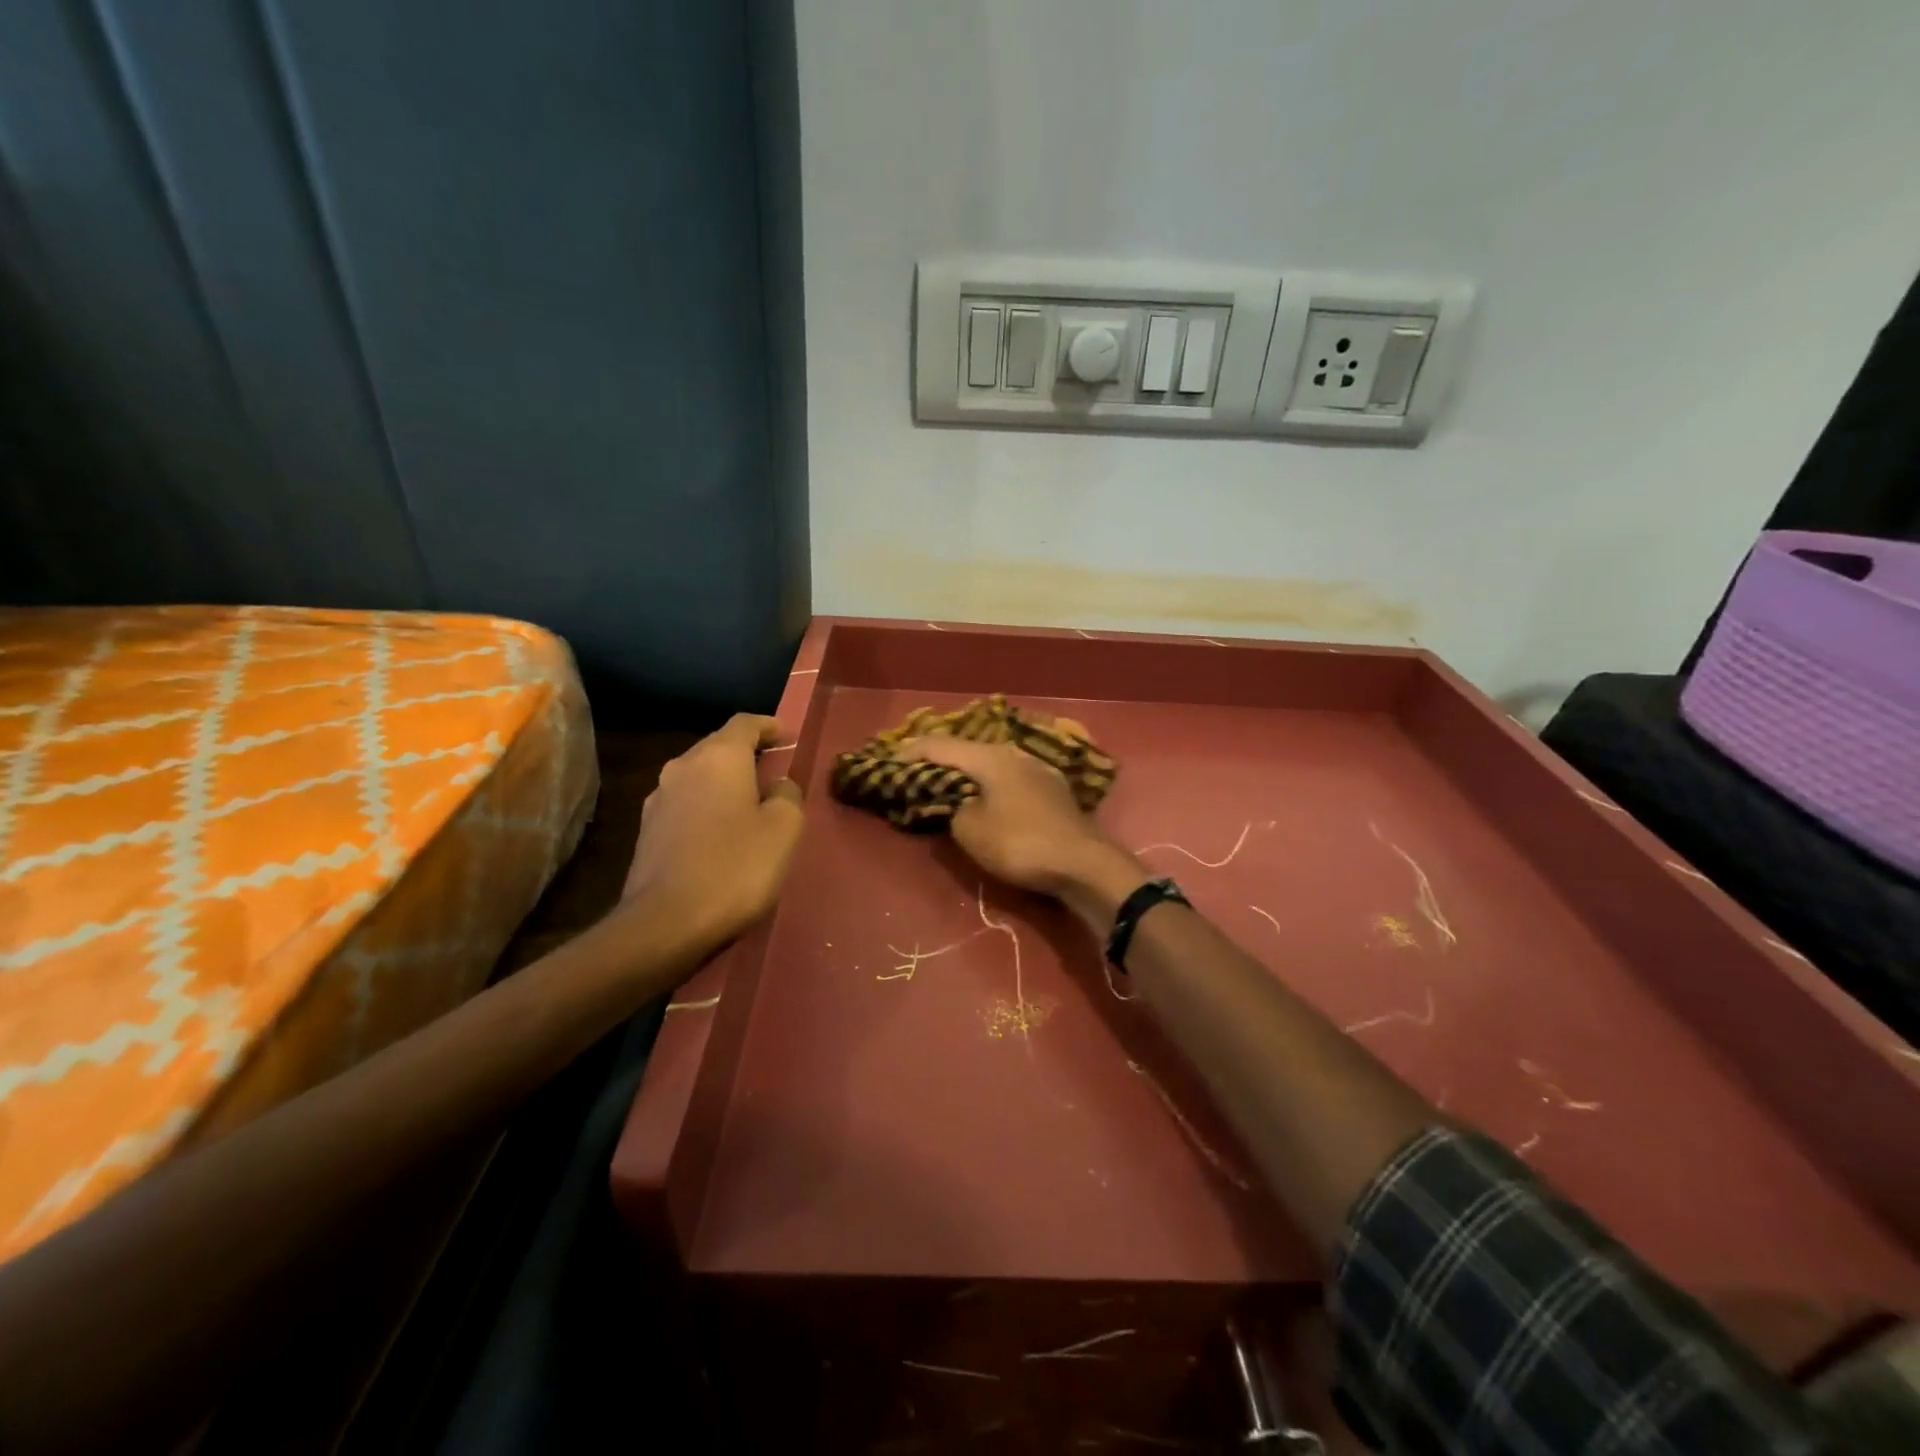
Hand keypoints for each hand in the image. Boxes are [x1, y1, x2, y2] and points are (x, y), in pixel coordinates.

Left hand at [622, 715, 804, 947]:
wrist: (665, 923)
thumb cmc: (735, 867)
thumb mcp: (784, 829)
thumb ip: (788, 796)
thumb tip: (778, 786)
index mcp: (718, 757)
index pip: (745, 723)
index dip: (769, 726)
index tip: (786, 736)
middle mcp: (683, 767)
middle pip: (718, 747)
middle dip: (746, 754)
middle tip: (773, 772)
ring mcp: (658, 799)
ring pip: (699, 776)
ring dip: (724, 783)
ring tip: (749, 805)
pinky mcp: (646, 831)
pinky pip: (685, 804)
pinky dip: (706, 807)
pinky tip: (721, 834)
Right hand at [899, 737, 1144, 924]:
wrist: (1084, 864)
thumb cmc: (1020, 844)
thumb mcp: (970, 830)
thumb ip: (951, 808)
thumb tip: (954, 801)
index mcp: (988, 756)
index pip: (938, 745)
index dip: (908, 752)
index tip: (885, 762)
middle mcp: (1012, 753)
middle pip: (964, 749)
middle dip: (936, 759)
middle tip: (911, 771)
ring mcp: (1036, 768)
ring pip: (988, 762)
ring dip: (963, 771)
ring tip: (943, 782)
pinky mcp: (1050, 788)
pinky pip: (1006, 777)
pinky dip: (986, 783)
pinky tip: (982, 794)